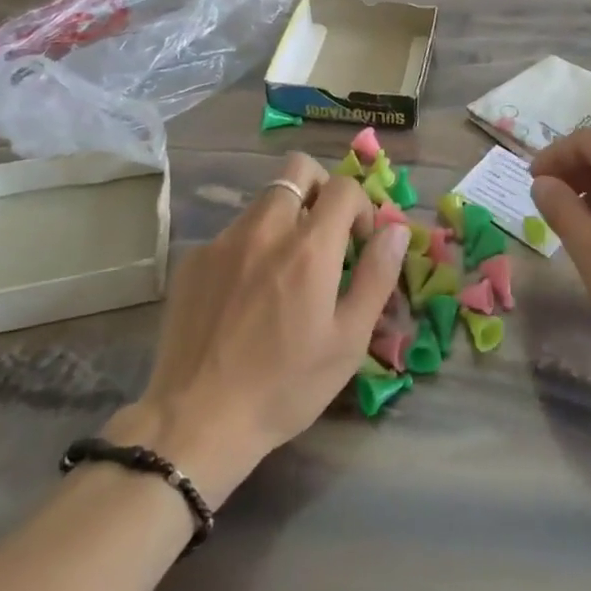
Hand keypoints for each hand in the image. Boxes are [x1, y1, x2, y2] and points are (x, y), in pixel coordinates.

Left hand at [105, 153, 408, 505]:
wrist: (195, 422)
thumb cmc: (285, 386)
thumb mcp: (348, 340)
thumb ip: (377, 276)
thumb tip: (396, 230)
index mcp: (309, 246)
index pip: (344, 187)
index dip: (361, 207)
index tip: (359, 243)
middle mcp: (266, 228)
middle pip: (299, 169)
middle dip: (322, 188)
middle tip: (326, 233)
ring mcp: (223, 241)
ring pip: (265, 199)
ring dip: (286, 217)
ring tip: (286, 270)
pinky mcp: (193, 260)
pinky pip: (234, 232)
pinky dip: (252, 246)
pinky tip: (246, 295)